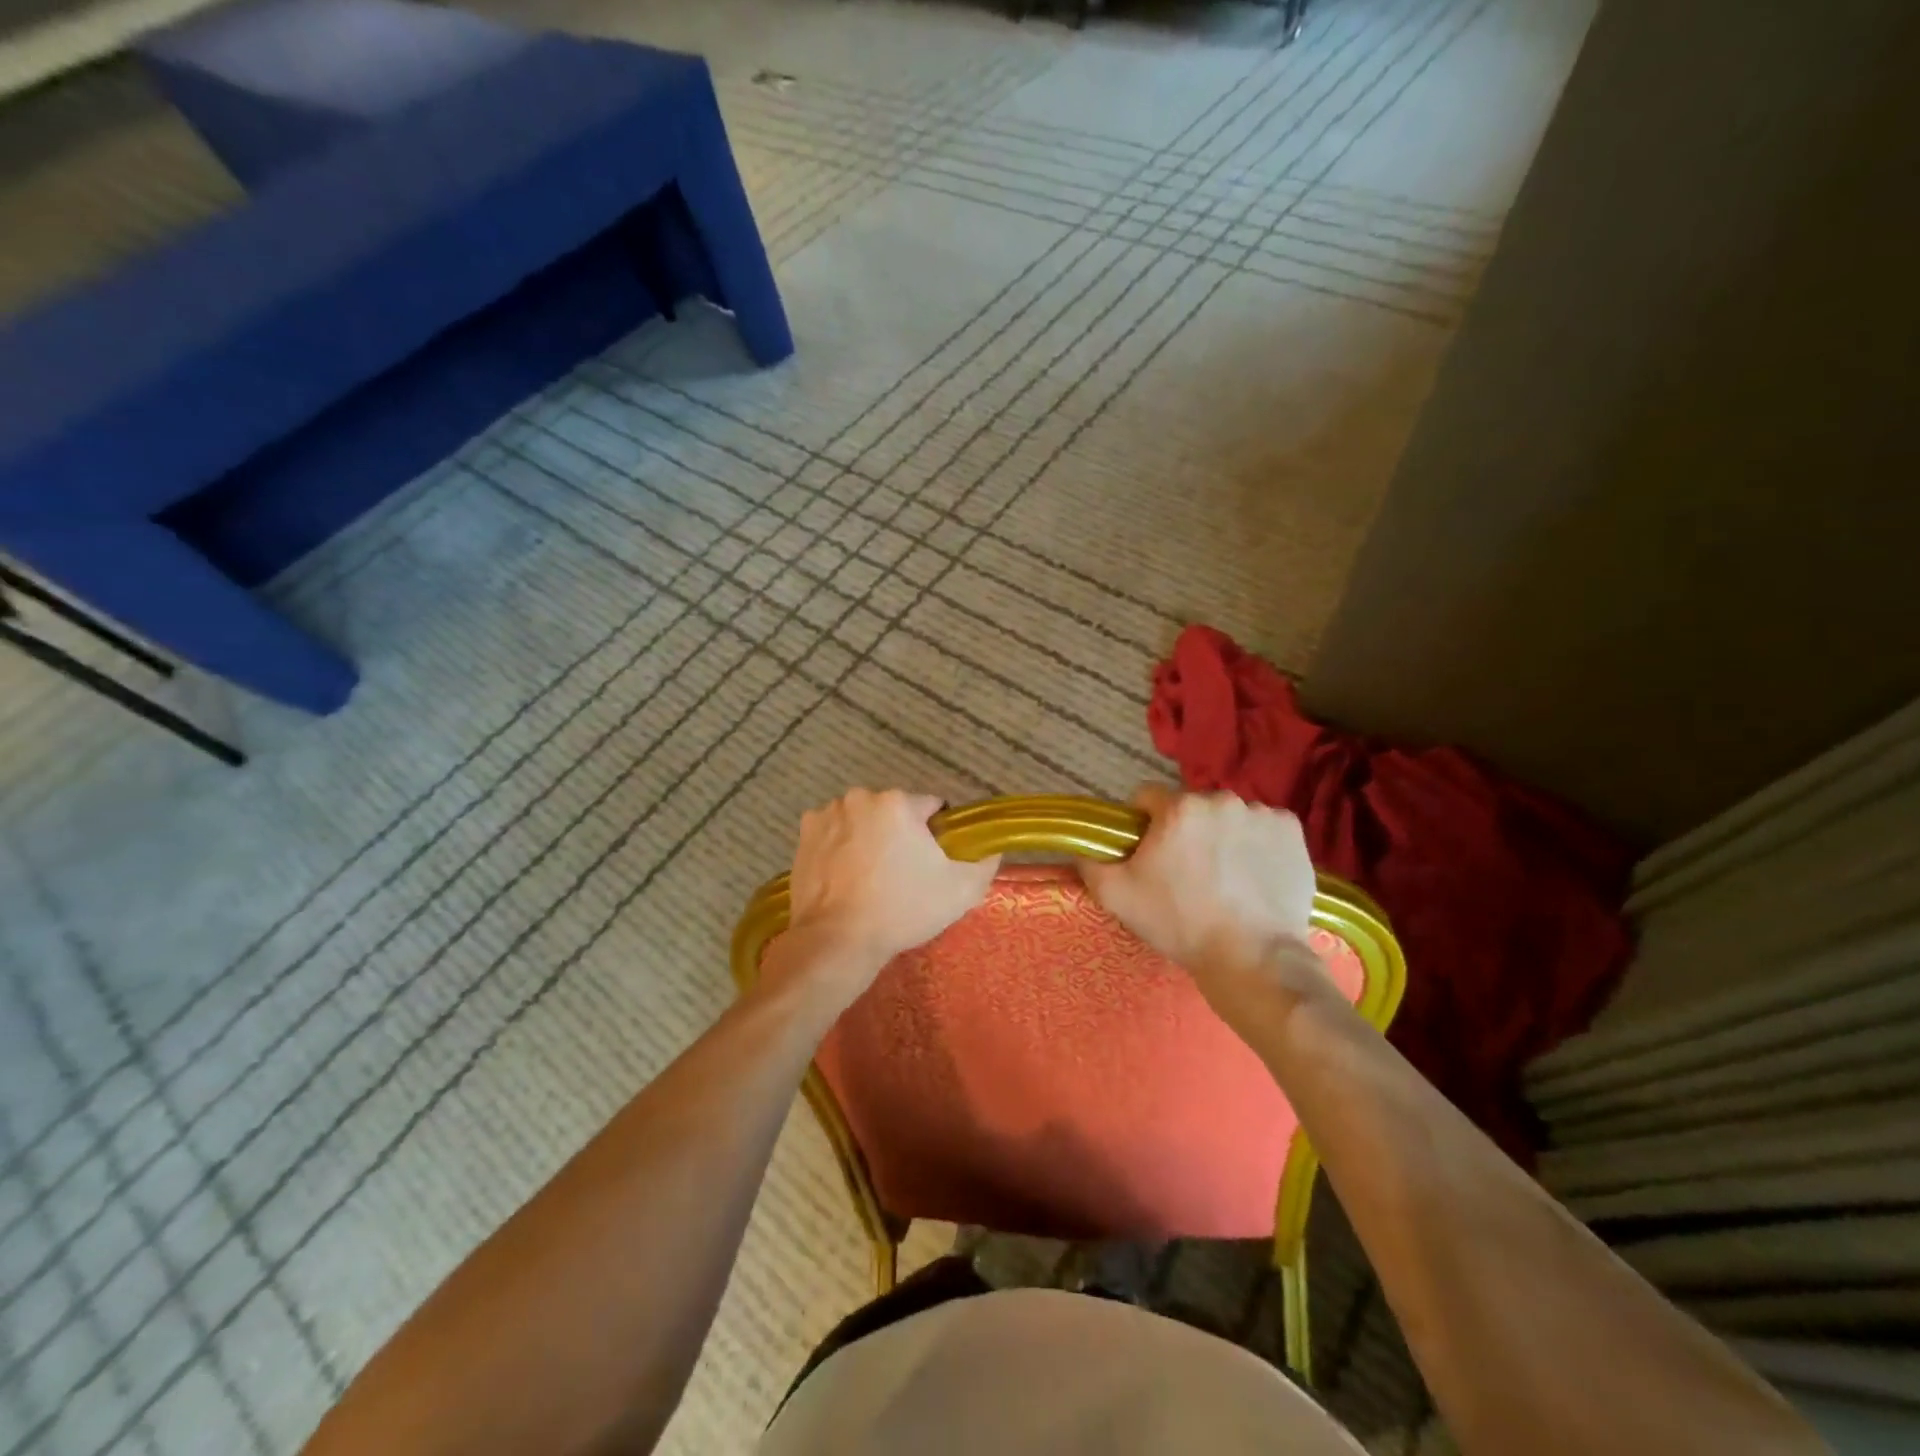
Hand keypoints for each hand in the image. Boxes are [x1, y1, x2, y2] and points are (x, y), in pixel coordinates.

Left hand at [781, 789, 999, 992]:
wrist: (837, 940)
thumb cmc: (902, 910)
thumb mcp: (961, 891)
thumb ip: (985, 862)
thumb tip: (992, 848)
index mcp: (898, 802)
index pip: (931, 807)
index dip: (937, 834)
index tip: (934, 862)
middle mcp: (861, 798)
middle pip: (893, 812)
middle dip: (900, 834)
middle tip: (903, 875)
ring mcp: (827, 814)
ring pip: (863, 821)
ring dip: (870, 838)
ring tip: (871, 879)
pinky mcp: (804, 835)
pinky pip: (835, 834)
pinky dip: (841, 847)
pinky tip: (846, 878)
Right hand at [1080, 785, 1333, 1016]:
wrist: (1252, 958)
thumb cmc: (1179, 923)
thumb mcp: (1116, 896)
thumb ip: (1090, 862)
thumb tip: (1083, 846)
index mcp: (1178, 807)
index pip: (1147, 798)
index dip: (1142, 825)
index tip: (1148, 854)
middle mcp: (1221, 799)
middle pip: (1191, 808)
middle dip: (1185, 831)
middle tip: (1186, 873)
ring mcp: (1261, 814)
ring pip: (1228, 817)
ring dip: (1222, 836)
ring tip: (1225, 879)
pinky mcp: (1293, 833)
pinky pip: (1265, 829)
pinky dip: (1257, 845)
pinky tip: (1254, 877)